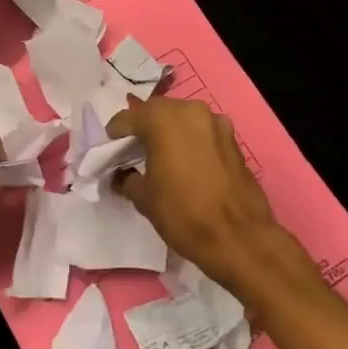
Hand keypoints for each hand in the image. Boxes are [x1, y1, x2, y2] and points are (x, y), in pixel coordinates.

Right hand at [108, 95, 307, 298]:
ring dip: (167, 134)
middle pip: (156, 113)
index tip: (108, 153)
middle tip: (132, 154)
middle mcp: (190, 110)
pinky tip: (184, 165)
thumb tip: (121, 175)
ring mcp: (216, 122)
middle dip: (142, 129)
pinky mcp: (233, 139)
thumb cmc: (183, 213)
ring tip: (159, 159)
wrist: (239, 238)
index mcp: (163, 118)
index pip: (127, 118)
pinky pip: (201, 133)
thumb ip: (126, 177)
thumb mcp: (143, 197)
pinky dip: (188, 142)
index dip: (114, 136)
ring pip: (181, 120)